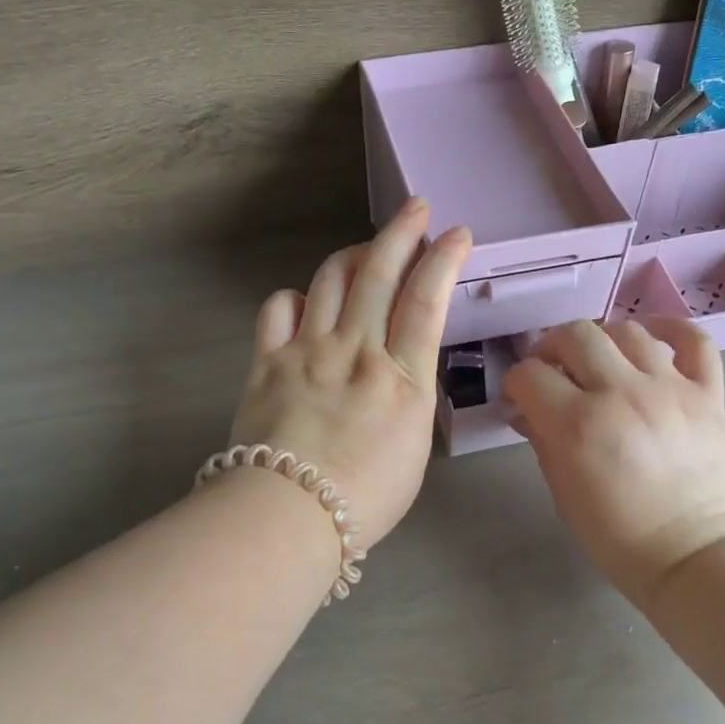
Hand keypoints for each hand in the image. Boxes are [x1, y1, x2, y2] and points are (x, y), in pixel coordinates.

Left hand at [229, 198, 471, 550]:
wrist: (287, 516)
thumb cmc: (363, 499)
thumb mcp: (413, 449)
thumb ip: (410, 398)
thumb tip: (399, 371)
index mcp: (401, 378)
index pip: (426, 301)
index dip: (443, 260)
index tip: (457, 233)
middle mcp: (356, 351)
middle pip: (379, 275)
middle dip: (401, 233)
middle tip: (416, 208)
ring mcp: (308, 350)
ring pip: (330, 280)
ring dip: (353, 255)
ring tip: (366, 251)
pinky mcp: (267, 360)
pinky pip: (278, 308)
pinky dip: (294, 296)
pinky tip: (304, 302)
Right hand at [504, 317, 724, 609]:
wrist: (695, 557)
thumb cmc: (618, 536)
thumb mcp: (562, 492)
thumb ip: (542, 440)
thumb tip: (526, 410)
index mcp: (577, 424)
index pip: (529, 374)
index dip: (517, 383)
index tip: (521, 397)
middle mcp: (621, 393)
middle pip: (574, 335)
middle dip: (552, 348)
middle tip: (553, 370)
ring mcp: (670, 388)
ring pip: (627, 330)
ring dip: (603, 339)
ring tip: (600, 359)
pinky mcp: (708, 393)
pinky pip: (694, 340)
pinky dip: (672, 329)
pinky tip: (652, 338)